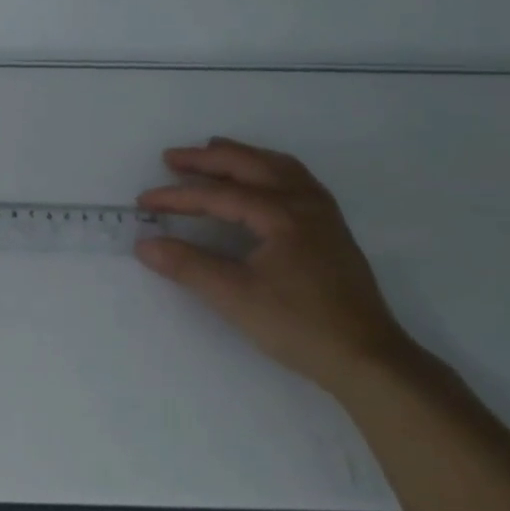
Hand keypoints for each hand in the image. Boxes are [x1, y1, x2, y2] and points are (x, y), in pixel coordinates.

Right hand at [135, 137, 415, 389]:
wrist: (366, 357)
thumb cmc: (298, 325)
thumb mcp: (235, 297)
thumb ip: (188, 266)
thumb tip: (144, 244)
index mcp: (282, 214)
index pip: (219, 196)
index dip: (177, 197)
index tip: (143, 201)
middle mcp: (305, 202)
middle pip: (251, 166)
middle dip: (208, 159)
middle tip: (171, 158)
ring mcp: (323, 213)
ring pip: (278, 168)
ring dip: (242, 157)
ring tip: (213, 153)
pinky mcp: (331, 229)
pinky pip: (294, 180)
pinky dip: (267, 170)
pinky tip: (258, 182)